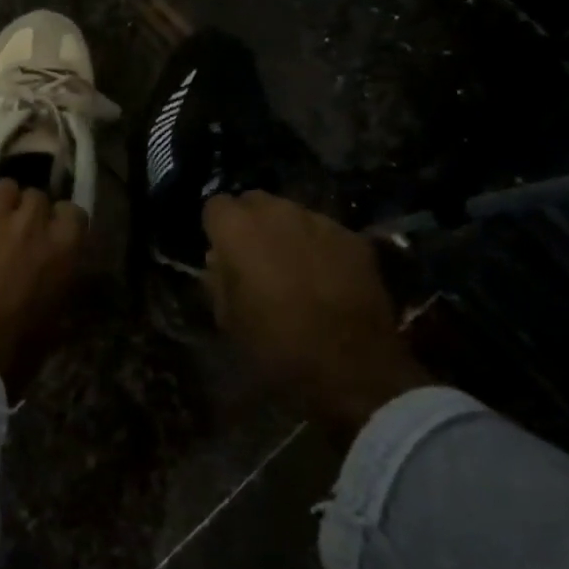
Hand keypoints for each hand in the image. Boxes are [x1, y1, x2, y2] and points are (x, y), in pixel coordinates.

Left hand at [0, 179, 87, 397]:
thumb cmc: (18, 344)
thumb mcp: (58, 316)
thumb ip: (61, 281)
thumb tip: (58, 273)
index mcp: (62, 247)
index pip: (73, 211)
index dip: (63, 221)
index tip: (55, 232)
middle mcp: (30, 223)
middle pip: (36, 196)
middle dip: (30, 210)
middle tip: (20, 230)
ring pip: (3, 188)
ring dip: (1, 201)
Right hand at [204, 192, 432, 445]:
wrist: (351, 368)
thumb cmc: (276, 347)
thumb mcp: (228, 320)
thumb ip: (218, 280)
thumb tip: (219, 260)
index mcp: (238, 230)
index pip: (215, 205)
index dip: (216, 228)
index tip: (221, 252)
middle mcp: (278, 212)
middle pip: (254, 201)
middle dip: (250, 223)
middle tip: (253, 258)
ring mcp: (320, 221)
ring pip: (292, 212)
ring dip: (286, 231)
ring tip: (292, 267)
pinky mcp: (354, 238)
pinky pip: (325, 231)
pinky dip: (319, 245)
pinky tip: (325, 277)